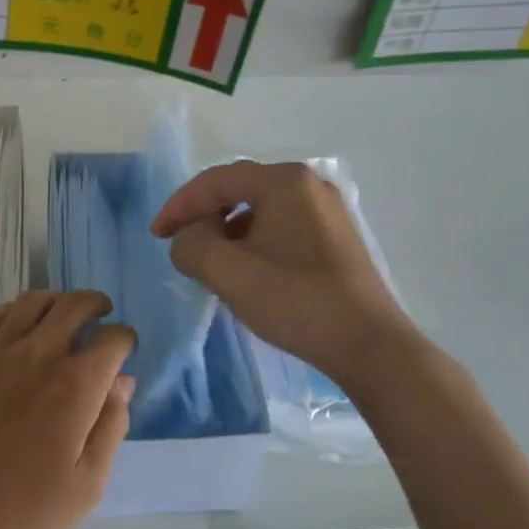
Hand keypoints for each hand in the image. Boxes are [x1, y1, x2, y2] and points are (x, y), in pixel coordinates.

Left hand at [0, 291, 135, 528]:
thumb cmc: (19, 515)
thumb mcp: (85, 486)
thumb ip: (110, 427)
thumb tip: (123, 383)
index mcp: (75, 386)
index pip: (112, 340)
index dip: (124, 340)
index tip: (124, 349)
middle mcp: (38, 355)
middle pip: (74, 305)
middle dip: (95, 304)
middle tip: (101, 313)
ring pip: (33, 301)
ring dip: (57, 299)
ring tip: (63, 312)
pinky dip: (15, 309)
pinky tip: (20, 323)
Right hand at [151, 161, 414, 380]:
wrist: (371, 347)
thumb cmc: (296, 301)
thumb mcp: (228, 273)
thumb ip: (191, 245)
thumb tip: (188, 239)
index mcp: (284, 181)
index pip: (216, 181)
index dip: (179, 205)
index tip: (157, 235)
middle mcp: (309, 184)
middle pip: (239, 190)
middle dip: (204, 216)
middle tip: (181, 244)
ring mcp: (328, 210)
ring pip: (260, 210)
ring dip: (228, 231)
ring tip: (212, 262)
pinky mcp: (337, 237)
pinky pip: (281, 226)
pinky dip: (254, 241)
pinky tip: (249, 270)